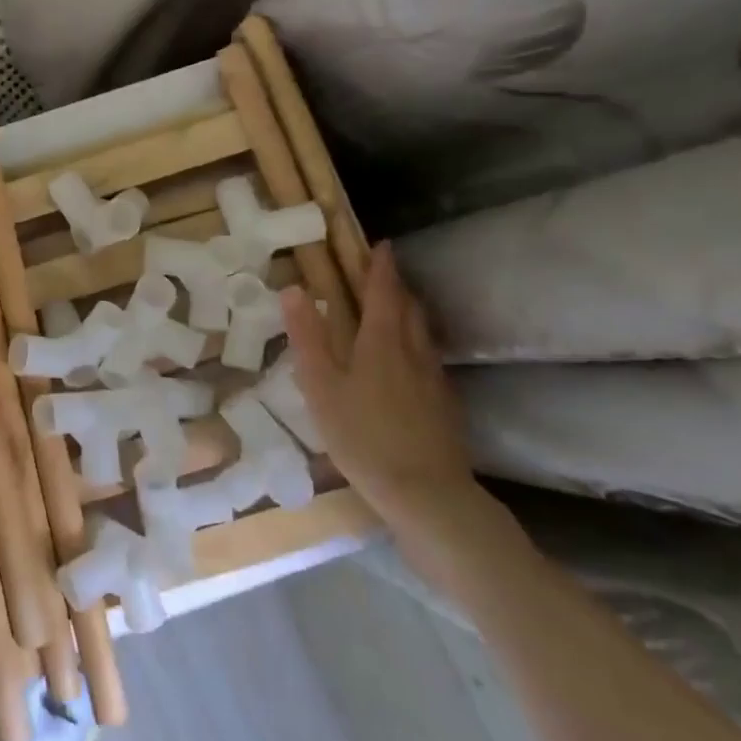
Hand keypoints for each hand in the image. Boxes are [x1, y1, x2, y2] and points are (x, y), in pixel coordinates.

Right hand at [280, 243, 475, 529]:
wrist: (427, 494)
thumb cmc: (363, 436)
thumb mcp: (321, 387)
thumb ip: (307, 337)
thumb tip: (294, 289)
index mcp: (381, 342)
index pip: (383, 293)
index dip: (381, 267)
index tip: (381, 246)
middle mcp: (413, 352)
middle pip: (409, 309)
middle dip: (396, 286)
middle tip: (383, 274)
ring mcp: (434, 379)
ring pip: (423, 333)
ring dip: (410, 313)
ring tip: (396, 310)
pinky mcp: (445, 405)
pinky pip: (430, 359)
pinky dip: (417, 345)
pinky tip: (409, 364)